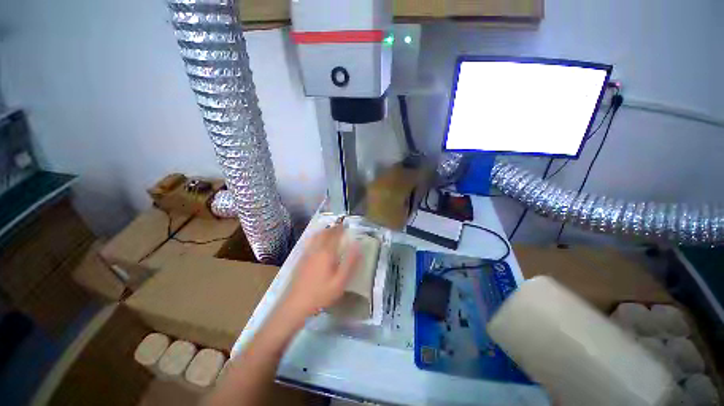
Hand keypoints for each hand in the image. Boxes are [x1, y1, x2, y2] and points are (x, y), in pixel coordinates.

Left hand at [278, 224, 359, 321]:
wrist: (297, 304)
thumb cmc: (321, 293)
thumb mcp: (340, 281)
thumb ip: (350, 262)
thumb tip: (357, 245)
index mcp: (326, 253)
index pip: (334, 235)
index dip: (340, 229)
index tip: (345, 224)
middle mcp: (316, 250)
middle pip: (323, 234)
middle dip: (332, 228)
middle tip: (339, 227)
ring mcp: (307, 254)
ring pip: (315, 237)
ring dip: (323, 231)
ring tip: (329, 231)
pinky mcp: (301, 260)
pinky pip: (309, 243)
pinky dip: (315, 237)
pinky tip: (316, 242)